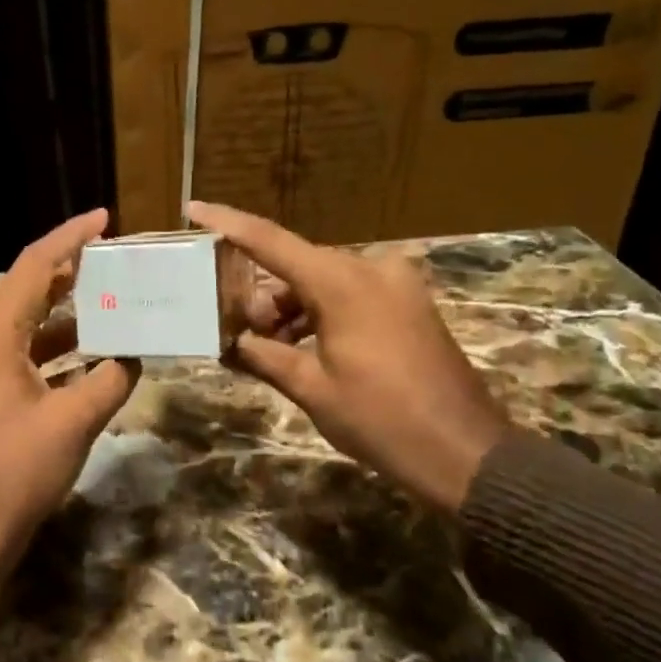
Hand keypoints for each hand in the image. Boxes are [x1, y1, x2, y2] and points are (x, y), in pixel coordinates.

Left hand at [0, 209, 140, 614]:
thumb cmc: (17, 472)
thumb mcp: (74, 422)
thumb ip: (109, 379)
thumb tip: (131, 357)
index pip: (34, 268)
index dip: (70, 238)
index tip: (103, 219)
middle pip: (25, 292)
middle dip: (69, 274)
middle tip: (112, 260)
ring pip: (21, 326)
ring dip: (62, 315)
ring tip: (107, 302)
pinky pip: (15, 356)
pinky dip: (49, 350)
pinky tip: (84, 356)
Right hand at [188, 201, 508, 514]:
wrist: (465, 452)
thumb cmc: (381, 420)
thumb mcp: (312, 388)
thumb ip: (265, 355)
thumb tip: (233, 341)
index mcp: (342, 282)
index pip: (271, 241)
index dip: (229, 224)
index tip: (194, 209)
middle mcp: (370, 269)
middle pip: (297, 266)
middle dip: (262, 295)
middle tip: (237, 333)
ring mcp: (396, 284)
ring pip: (324, 282)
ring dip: (292, 309)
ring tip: (269, 350)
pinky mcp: (410, 304)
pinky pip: (351, 295)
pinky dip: (322, 314)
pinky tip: (303, 348)